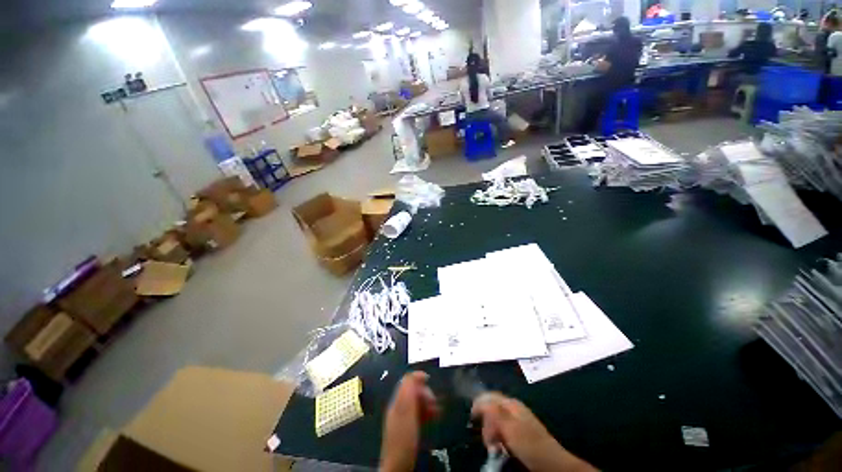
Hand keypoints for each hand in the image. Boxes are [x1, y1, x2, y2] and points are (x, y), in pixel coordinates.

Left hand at [379, 372, 440, 471]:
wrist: (399, 466)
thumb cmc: (403, 437)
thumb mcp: (405, 410)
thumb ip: (408, 390)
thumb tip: (417, 373)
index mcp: (397, 401)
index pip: (406, 381)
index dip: (418, 377)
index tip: (430, 379)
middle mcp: (399, 407)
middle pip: (413, 391)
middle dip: (425, 392)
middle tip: (434, 401)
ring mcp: (403, 419)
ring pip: (417, 403)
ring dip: (428, 402)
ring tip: (437, 409)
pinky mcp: (409, 430)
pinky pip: (419, 414)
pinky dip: (427, 412)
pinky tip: (434, 416)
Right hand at [472, 393, 596, 471]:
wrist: (552, 462)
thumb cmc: (531, 445)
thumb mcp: (510, 428)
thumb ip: (495, 412)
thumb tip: (480, 400)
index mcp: (511, 404)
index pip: (489, 396)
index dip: (478, 403)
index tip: (471, 416)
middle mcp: (513, 408)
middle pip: (491, 408)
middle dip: (486, 422)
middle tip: (488, 440)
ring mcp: (517, 418)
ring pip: (496, 419)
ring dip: (491, 431)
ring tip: (494, 445)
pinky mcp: (520, 430)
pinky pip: (502, 428)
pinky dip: (498, 435)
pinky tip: (501, 445)